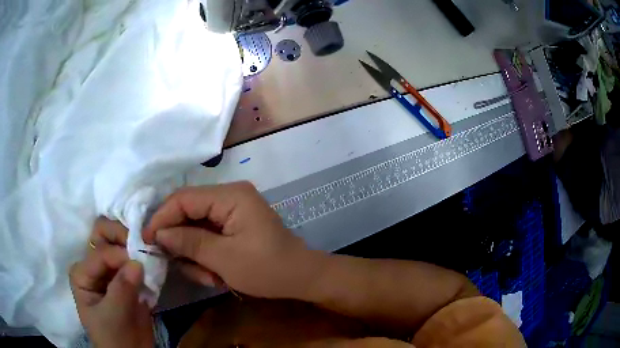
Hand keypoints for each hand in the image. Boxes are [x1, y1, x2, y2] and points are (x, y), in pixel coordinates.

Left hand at [70, 218, 153, 347]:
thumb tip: (138, 262)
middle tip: (142, 243)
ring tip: (150, 250)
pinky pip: (135, 261)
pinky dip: (144, 258)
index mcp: (82, 272)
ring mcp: (111, 271)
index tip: (140, 262)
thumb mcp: (113, 315)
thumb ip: (122, 289)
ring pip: (120, 245)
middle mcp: (94, 266)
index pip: (100, 253)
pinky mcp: (128, 279)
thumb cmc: (113, 338)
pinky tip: (154, 261)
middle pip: (104, 236)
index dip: (119, 255)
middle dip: (122, 236)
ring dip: (134, 244)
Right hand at [143, 182, 324, 298]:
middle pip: (188, 213)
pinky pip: (208, 238)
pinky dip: (206, 257)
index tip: (147, 240)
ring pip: (196, 229)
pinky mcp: (233, 227)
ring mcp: (232, 212)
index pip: (183, 199)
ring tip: (210, 277)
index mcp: (230, 195)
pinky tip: (216, 276)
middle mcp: (229, 197)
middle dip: (182, 243)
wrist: (302, 278)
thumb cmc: (268, 269)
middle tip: (180, 266)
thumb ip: (189, 243)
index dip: (162, 218)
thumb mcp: (224, 259)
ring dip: (196, 256)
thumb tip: (158, 234)